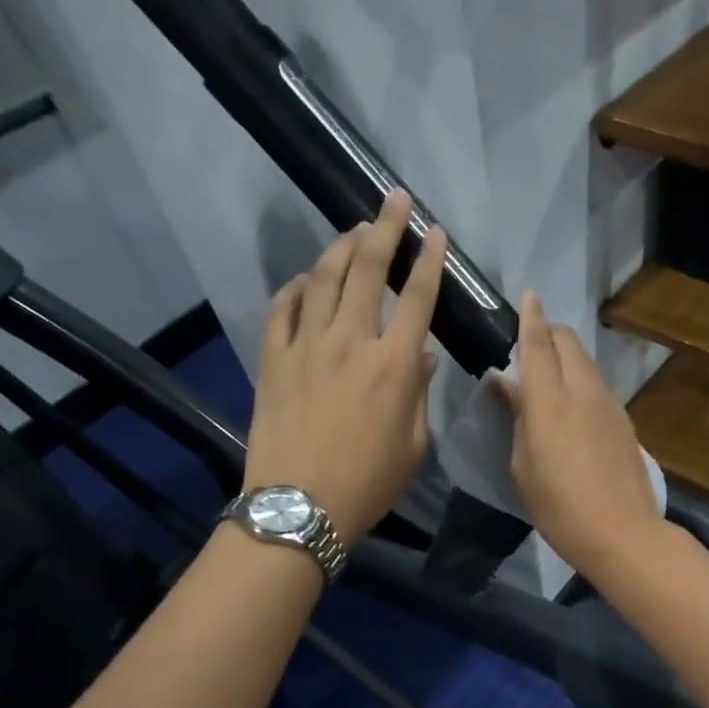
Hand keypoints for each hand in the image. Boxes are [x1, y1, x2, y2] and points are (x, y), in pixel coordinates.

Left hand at [243, 190, 445, 540]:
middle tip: (394, 200)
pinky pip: (283, 308)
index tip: (436, 232)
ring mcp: (306, 345)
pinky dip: (296, 287)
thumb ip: (419, 393)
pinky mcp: (273, 358)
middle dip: (385, 228)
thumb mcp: (412, 444)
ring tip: (354, 229)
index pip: (417, 298)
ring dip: (341, 247)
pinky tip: (305, 279)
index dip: (429, 261)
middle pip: (368, 270)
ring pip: (323, 278)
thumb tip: (422, 355)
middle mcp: (351, 342)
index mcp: (394, 365)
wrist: (299, 507)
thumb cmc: (368, 483)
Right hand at [494, 290, 665, 581]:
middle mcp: (582, 391)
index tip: (528, 295)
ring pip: (586, 362)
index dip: (530, 317)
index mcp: (549, 400)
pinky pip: (597, 385)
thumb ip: (517, 417)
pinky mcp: (624, 421)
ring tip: (547, 374)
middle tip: (529, 344)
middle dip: (549, 332)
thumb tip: (506, 385)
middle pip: (568, 342)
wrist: (622, 533)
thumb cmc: (558, 506)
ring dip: (566, 356)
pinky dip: (580, 379)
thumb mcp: (523, 465)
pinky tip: (571, 403)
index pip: (537, 344)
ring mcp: (609, 404)